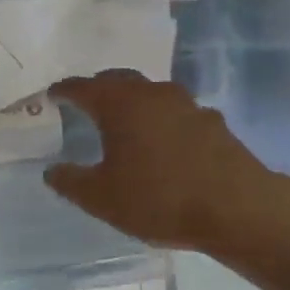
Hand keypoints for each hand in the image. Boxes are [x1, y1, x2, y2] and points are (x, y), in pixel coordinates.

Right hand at [46, 70, 284, 251]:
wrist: (238, 209)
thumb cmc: (159, 199)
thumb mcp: (101, 198)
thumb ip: (70, 182)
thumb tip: (52, 170)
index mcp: (119, 104)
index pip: (82, 87)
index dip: (63, 91)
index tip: (51, 95)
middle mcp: (152, 94)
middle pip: (118, 81)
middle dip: (98, 88)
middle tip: (85, 102)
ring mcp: (187, 105)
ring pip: (150, 94)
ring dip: (133, 102)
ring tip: (123, 122)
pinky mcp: (213, 123)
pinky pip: (176, 113)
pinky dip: (161, 121)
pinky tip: (162, 143)